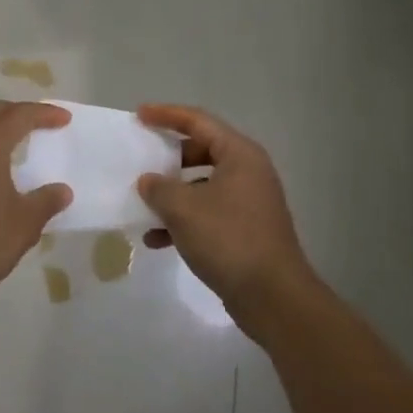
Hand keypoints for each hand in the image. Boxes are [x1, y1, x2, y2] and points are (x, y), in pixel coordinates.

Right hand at [136, 104, 317, 334]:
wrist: (273, 297)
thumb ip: (158, 187)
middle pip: (202, 150)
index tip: (139, 115)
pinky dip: (184, 220)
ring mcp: (249, 202)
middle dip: (169, 157)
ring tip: (144, 204)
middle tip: (143, 158)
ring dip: (173, 193)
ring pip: (202, 184)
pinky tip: (157, 240)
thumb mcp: (183, 208)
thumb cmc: (228, 239)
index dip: (166, 115)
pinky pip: (208, 212)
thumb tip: (148, 181)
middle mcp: (248, 172)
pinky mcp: (246, 230)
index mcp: (239, 155)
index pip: (198, 121)